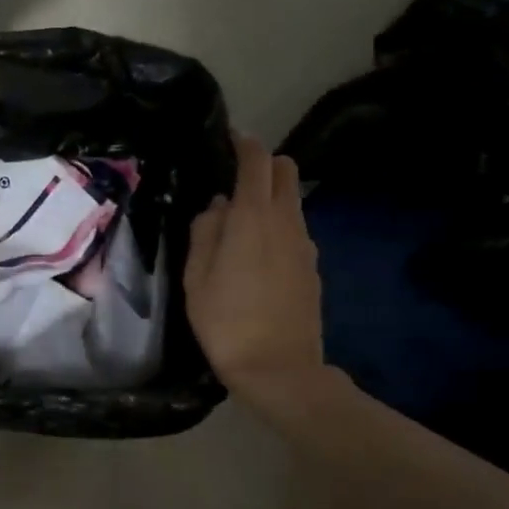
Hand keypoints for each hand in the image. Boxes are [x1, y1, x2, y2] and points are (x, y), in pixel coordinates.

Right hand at [185, 132, 324, 404]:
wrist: (278, 368)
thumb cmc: (225, 322)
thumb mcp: (196, 278)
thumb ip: (205, 232)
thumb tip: (217, 207)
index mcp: (253, 218)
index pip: (256, 160)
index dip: (243, 143)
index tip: (228, 139)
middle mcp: (286, 222)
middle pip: (285, 170)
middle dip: (263, 164)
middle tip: (234, 181)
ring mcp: (305, 244)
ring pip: (292, 201)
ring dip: (270, 197)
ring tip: (241, 224)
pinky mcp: (313, 267)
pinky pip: (296, 230)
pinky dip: (279, 226)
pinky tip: (258, 256)